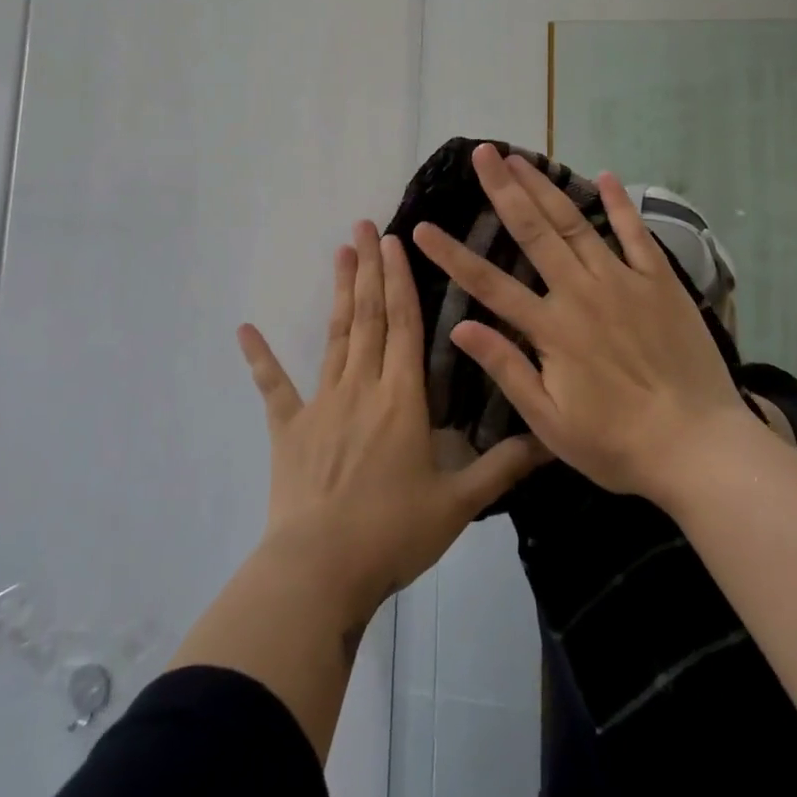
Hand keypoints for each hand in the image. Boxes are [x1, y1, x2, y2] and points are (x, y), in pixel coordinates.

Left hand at [238, 221, 545, 623]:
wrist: (321, 570)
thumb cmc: (393, 533)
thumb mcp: (458, 503)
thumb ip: (503, 468)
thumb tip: (552, 442)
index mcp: (402, 399)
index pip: (405, 326)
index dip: (402, 281)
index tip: (394, 242)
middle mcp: (362, 387)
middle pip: (369, 318)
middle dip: (370, 269)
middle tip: (364, 226)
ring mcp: (321, 404)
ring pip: (335, 337)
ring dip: (340, 293)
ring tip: (339, 252)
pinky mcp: (289, 429)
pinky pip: (273, 387)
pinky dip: (259, 357)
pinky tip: (244, 328)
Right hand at [411, 145, 749, 501]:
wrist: (698, 446)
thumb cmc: (617, 443)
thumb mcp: (550, 421)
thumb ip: (506, 369)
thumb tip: (459, 327)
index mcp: (551, 328)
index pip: (488, 284)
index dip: (451, 255)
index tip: (421, 226)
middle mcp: (581, 293)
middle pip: (533, 232)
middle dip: (504, 190)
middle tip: (482, 153)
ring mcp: (623, 282)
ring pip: (576, 224)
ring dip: (547, 187)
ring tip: (522, 157)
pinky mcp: (660, 283)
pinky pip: (636, 235)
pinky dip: (620, 205)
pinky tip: (605, 176)